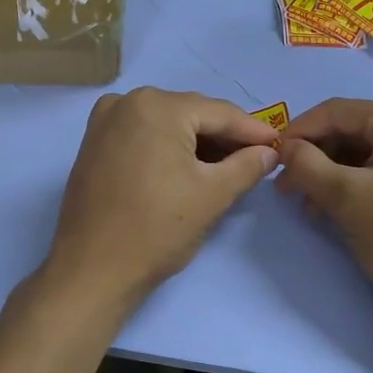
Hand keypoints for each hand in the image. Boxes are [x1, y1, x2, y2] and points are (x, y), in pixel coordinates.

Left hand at [44, 88, 279, 310]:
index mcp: (157, 106)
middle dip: (225, 135)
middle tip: (257, 158)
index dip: (253, 130)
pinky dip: (168, 146)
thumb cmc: (156, 229)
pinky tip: (189, 167)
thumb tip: (268, 153)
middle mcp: (127, 102)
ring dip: (197, 141)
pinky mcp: (94, 143)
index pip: (219, 113)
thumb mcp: (212, 195)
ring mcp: (105, 121)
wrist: (92, 270)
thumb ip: (247, 166)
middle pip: (191, 113)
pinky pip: (143, 134)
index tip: (279, 144)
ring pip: (166, 123)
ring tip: (228, 166)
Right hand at [277, 99, 372, 322]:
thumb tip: (285, 148)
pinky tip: (340, 210)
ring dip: (334, 174)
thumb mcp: (347, 198)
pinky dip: (359, 184)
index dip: (298, 132)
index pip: (338, 111)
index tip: (272, 160)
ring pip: (368, 152)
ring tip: (311, 208)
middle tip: (288, 190)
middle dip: (316, 158)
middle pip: (354, 131)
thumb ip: (307, 165)